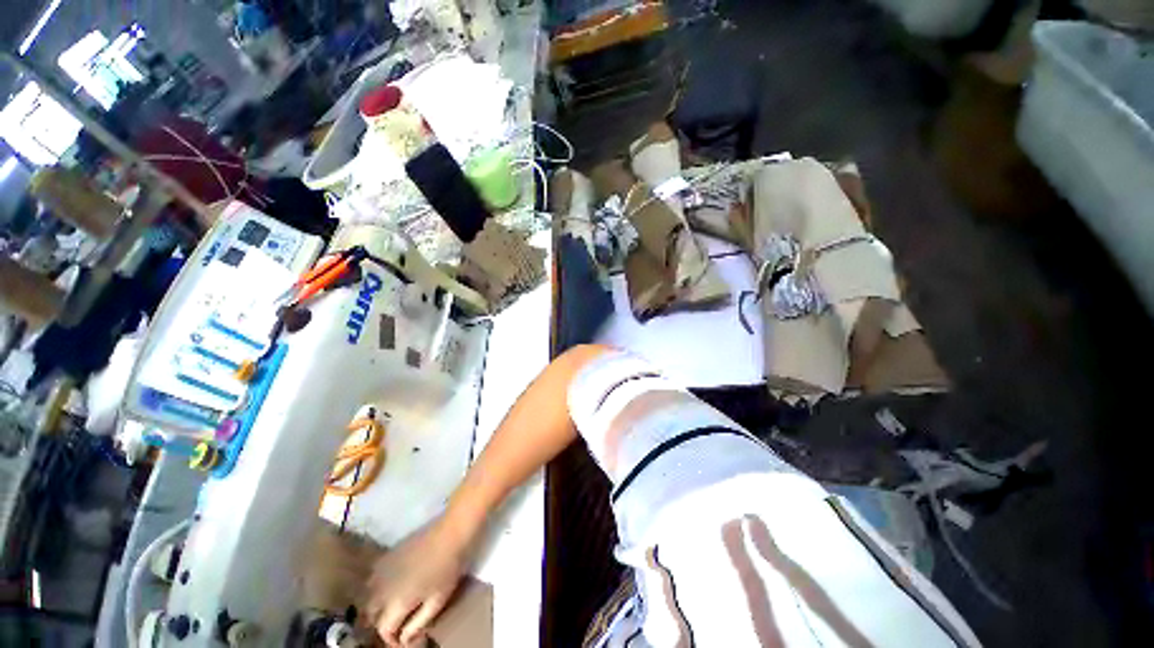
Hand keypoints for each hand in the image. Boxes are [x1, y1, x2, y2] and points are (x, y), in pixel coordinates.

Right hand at [367, 520, 472, 646]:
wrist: (451, 531)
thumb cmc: (448, 567)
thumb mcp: (437, 600)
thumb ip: (418, 624)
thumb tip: (404, 640)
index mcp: (395, 603)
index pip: (383, 630)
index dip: (392, 639)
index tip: (404, 640)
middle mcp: (381, 588)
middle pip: (370, 614)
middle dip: (381, 623)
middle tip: (398, 624)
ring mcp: (382, 569)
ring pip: (367, 596)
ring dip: (376, 605)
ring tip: (393, 607)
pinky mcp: (387, 554)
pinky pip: (372, 578)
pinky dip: (376, 588)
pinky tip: (392, 586)